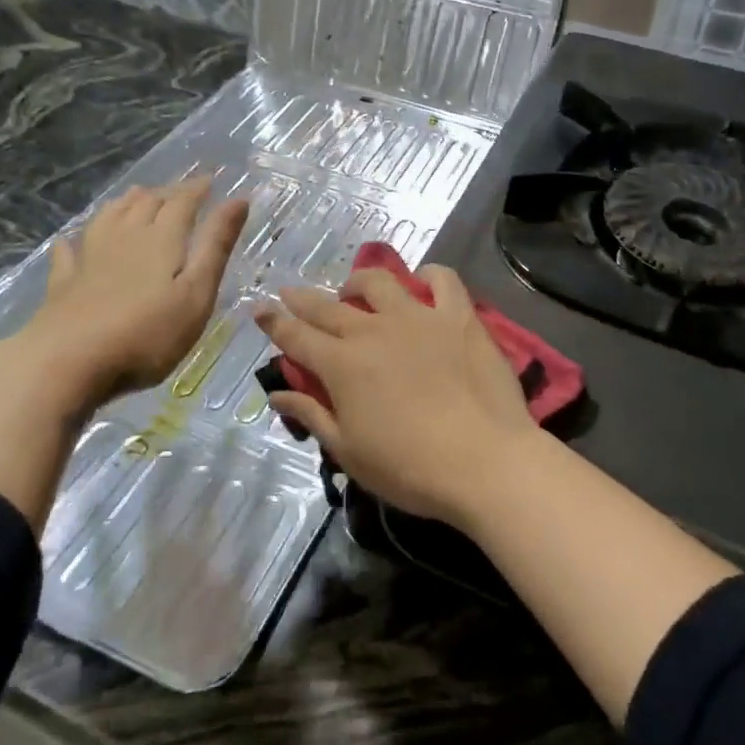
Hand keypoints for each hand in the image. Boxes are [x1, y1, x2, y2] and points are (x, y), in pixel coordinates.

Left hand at [28, 176, 249, 406]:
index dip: (197, 188)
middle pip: (145, 204)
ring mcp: (89, 258)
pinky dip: (74, 241)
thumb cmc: (147, 332)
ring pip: (109, 218)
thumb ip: (216, 246)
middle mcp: (125, 237)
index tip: (210, 179)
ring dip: (126, 204)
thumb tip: (238, 200)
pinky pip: (69, 252)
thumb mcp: (197, 292)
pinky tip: (70, 241)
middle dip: (165, 193)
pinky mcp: (64, 283)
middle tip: (179, 192)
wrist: (68, 360)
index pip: (182, 202)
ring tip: (136, 197)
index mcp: (161, 238)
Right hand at [254, 266, 548, 527]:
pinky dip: (428, 276)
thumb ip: (312, 415)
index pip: (296, 336)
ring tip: (354, 291)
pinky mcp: (458, 316)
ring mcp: (418, 317)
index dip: (274, 322)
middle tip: (290, 293)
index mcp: (341, 364)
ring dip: (358, 282)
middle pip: (327, 306)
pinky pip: (442, 280)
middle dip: (302, 298)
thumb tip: (276, 394)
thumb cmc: (410, 468)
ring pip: (378, 281)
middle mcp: (373, 330)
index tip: (259, 309)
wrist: (484, 461)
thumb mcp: (349, 452)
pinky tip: (422, 283)